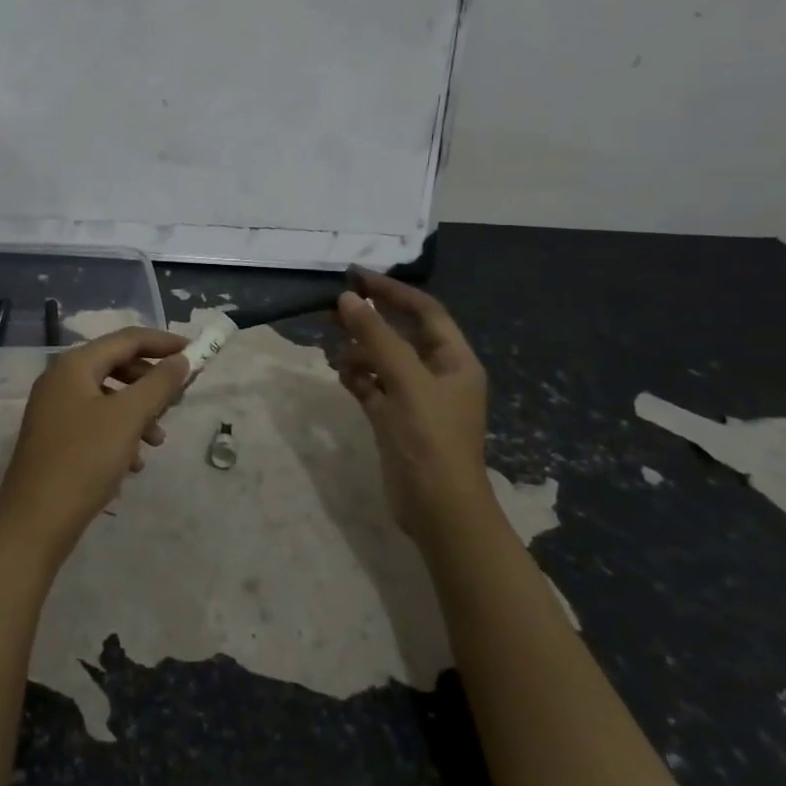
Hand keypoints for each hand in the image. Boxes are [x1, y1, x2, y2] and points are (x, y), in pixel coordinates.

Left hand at [0, 327, 189, 564]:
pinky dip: (119, 435)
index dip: (163, 343)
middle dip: (151, 383)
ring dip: (138, 413)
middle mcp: (60, 380)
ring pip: (108, 398)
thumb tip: (181, 359)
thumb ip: (159, 384)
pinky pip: (96, 424)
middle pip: (117, 366)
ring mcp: (55, 411)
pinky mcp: (55, 439)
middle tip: (178, 400)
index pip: (127, 339)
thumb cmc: (84, 460)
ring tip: (157, 441)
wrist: (34, 522)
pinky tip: (133, 464)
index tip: (195, 352)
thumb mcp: (128, 418)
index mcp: (74, 365)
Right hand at [331, 268, 490, 543]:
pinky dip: (357, 378)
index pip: (424, 311)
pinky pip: (372, 385)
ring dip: (359, 352)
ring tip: (335, 354)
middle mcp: (437, 373)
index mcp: (454, 360)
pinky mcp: (394, 418)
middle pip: (400, 333)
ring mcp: (415, 397)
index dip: (392, 291)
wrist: (437, 509)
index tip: (356, 277)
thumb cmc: (431, 438)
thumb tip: (348, 299)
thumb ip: (377, 337)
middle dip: (369, 320)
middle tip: (331, 309)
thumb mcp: (406, 381)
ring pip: (382, 360)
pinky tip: (344, 379)